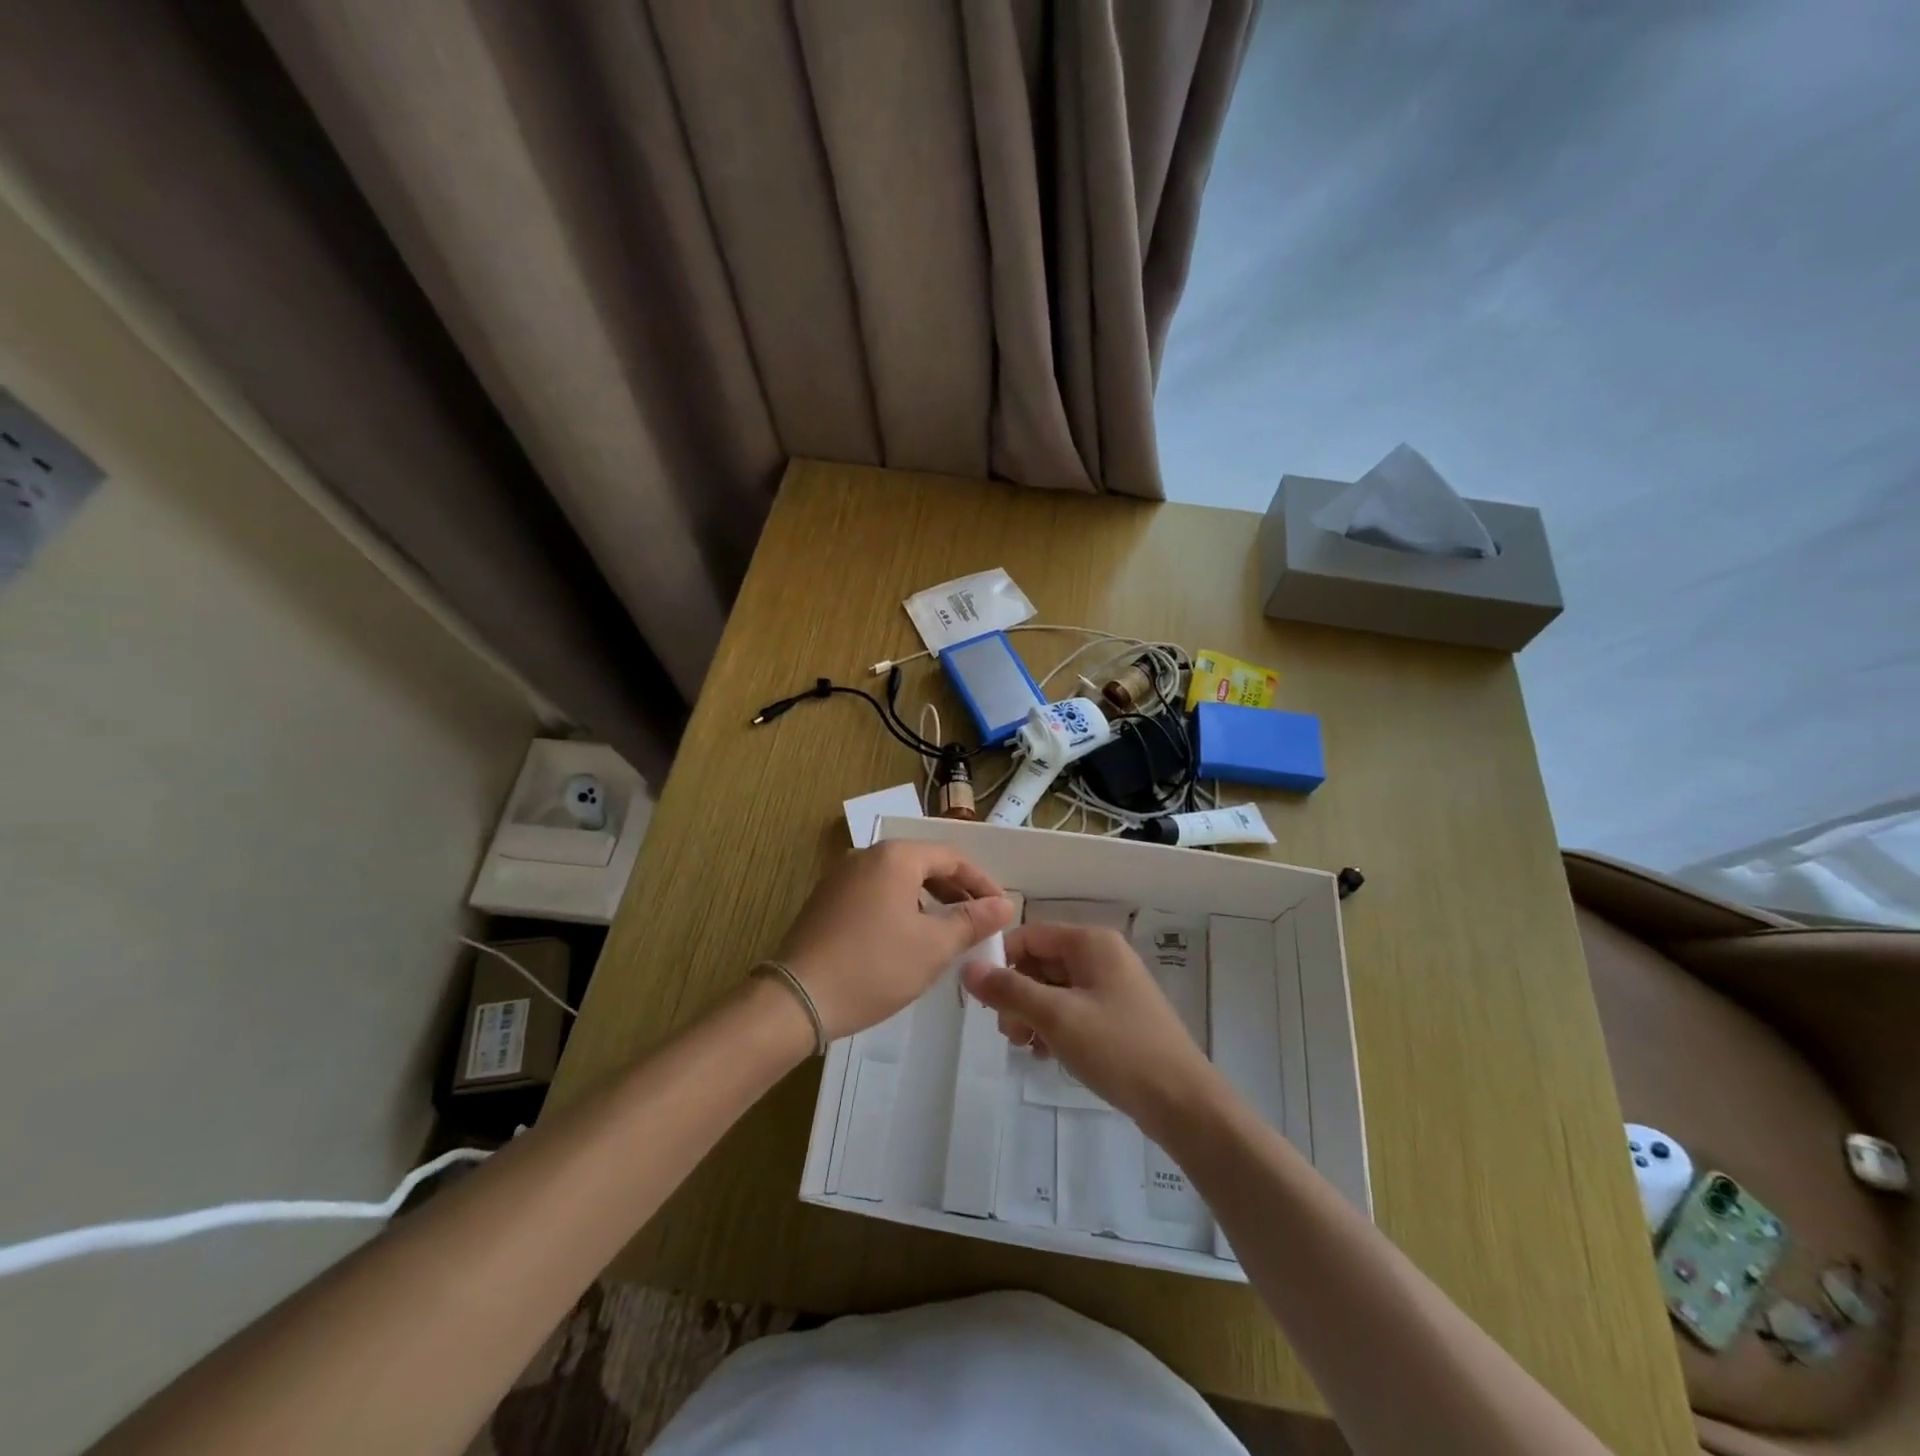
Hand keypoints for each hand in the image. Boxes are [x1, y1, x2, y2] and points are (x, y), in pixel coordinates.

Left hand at [775, 841, 1015, 1039]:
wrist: (797, 998)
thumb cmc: (874, 967)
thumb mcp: (933, 947)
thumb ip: (972, 921)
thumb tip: (1004, 904)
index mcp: (895, 857)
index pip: (952, 857)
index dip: (982, 882)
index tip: (1001, 909)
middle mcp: (866, 855)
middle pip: (924, 863)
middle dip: (955, 891)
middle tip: (979, 921)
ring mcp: (841, 876)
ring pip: (898, 879)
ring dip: (928, 900)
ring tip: (948, 932)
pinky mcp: (826, 899)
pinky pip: (875, 892)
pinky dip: (900, 907)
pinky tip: (907, 938)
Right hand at [960, 922, 1220, 1137]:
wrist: (1182, 1101)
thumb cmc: (1117, 1048)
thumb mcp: (1056, 1017)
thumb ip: (1009, 990)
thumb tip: (968, 969)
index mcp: (1091, 942)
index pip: (1030, 935)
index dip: (1001, 961)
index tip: (983, 999)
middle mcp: (1102, 955)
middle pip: (1041, 962)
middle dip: (1017, 994)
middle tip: (1008, 1033)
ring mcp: (1112, 986)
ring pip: (1054, 988)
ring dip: (1032, 1014)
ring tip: (1025, 1048)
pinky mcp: (1117, 1015)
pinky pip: (1072, 1009)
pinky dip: (1054, 1026)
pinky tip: (1046, 1054)